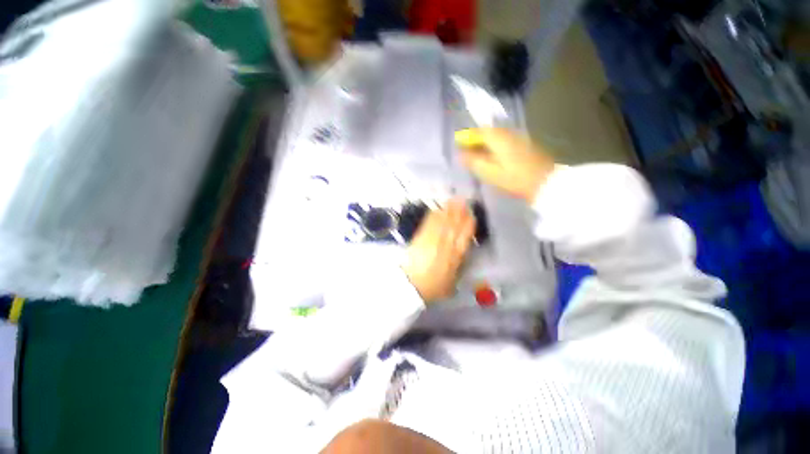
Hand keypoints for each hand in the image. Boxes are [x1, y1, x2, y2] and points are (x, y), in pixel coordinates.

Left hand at [402, 199, 475, 302]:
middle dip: (459, 213)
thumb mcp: (451, 282)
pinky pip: (429, 224)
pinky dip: (434, 216)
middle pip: (454, 226)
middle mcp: (446, 245)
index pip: (465, 236)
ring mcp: (432, 240)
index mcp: (456, 256)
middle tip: (463, 201)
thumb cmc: (433, 287)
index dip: (468, 224)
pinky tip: (437, 209)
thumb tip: (461, 256)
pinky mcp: (421, 237)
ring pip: (443, 222)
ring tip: (453, 200)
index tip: (471, 214)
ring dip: (449, 210)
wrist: (411, 285)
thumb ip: (458, 267)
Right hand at [456, 128, 554, 202]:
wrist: (545, 182)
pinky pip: (503, 141)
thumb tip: (459, 154)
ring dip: (485, 145)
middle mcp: (508, 133)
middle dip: (476, 141)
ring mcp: (517, 137)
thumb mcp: (490, 172)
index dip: (467, 137)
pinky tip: (493, 159)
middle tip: (467, 154)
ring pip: (496, 137)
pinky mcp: (524, 144)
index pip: (478, 131)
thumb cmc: (514, 178)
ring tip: (478, 158)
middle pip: (487, 132)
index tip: (459, 146)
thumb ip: (473, 162)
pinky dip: (494, 147)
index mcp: (498, 137)